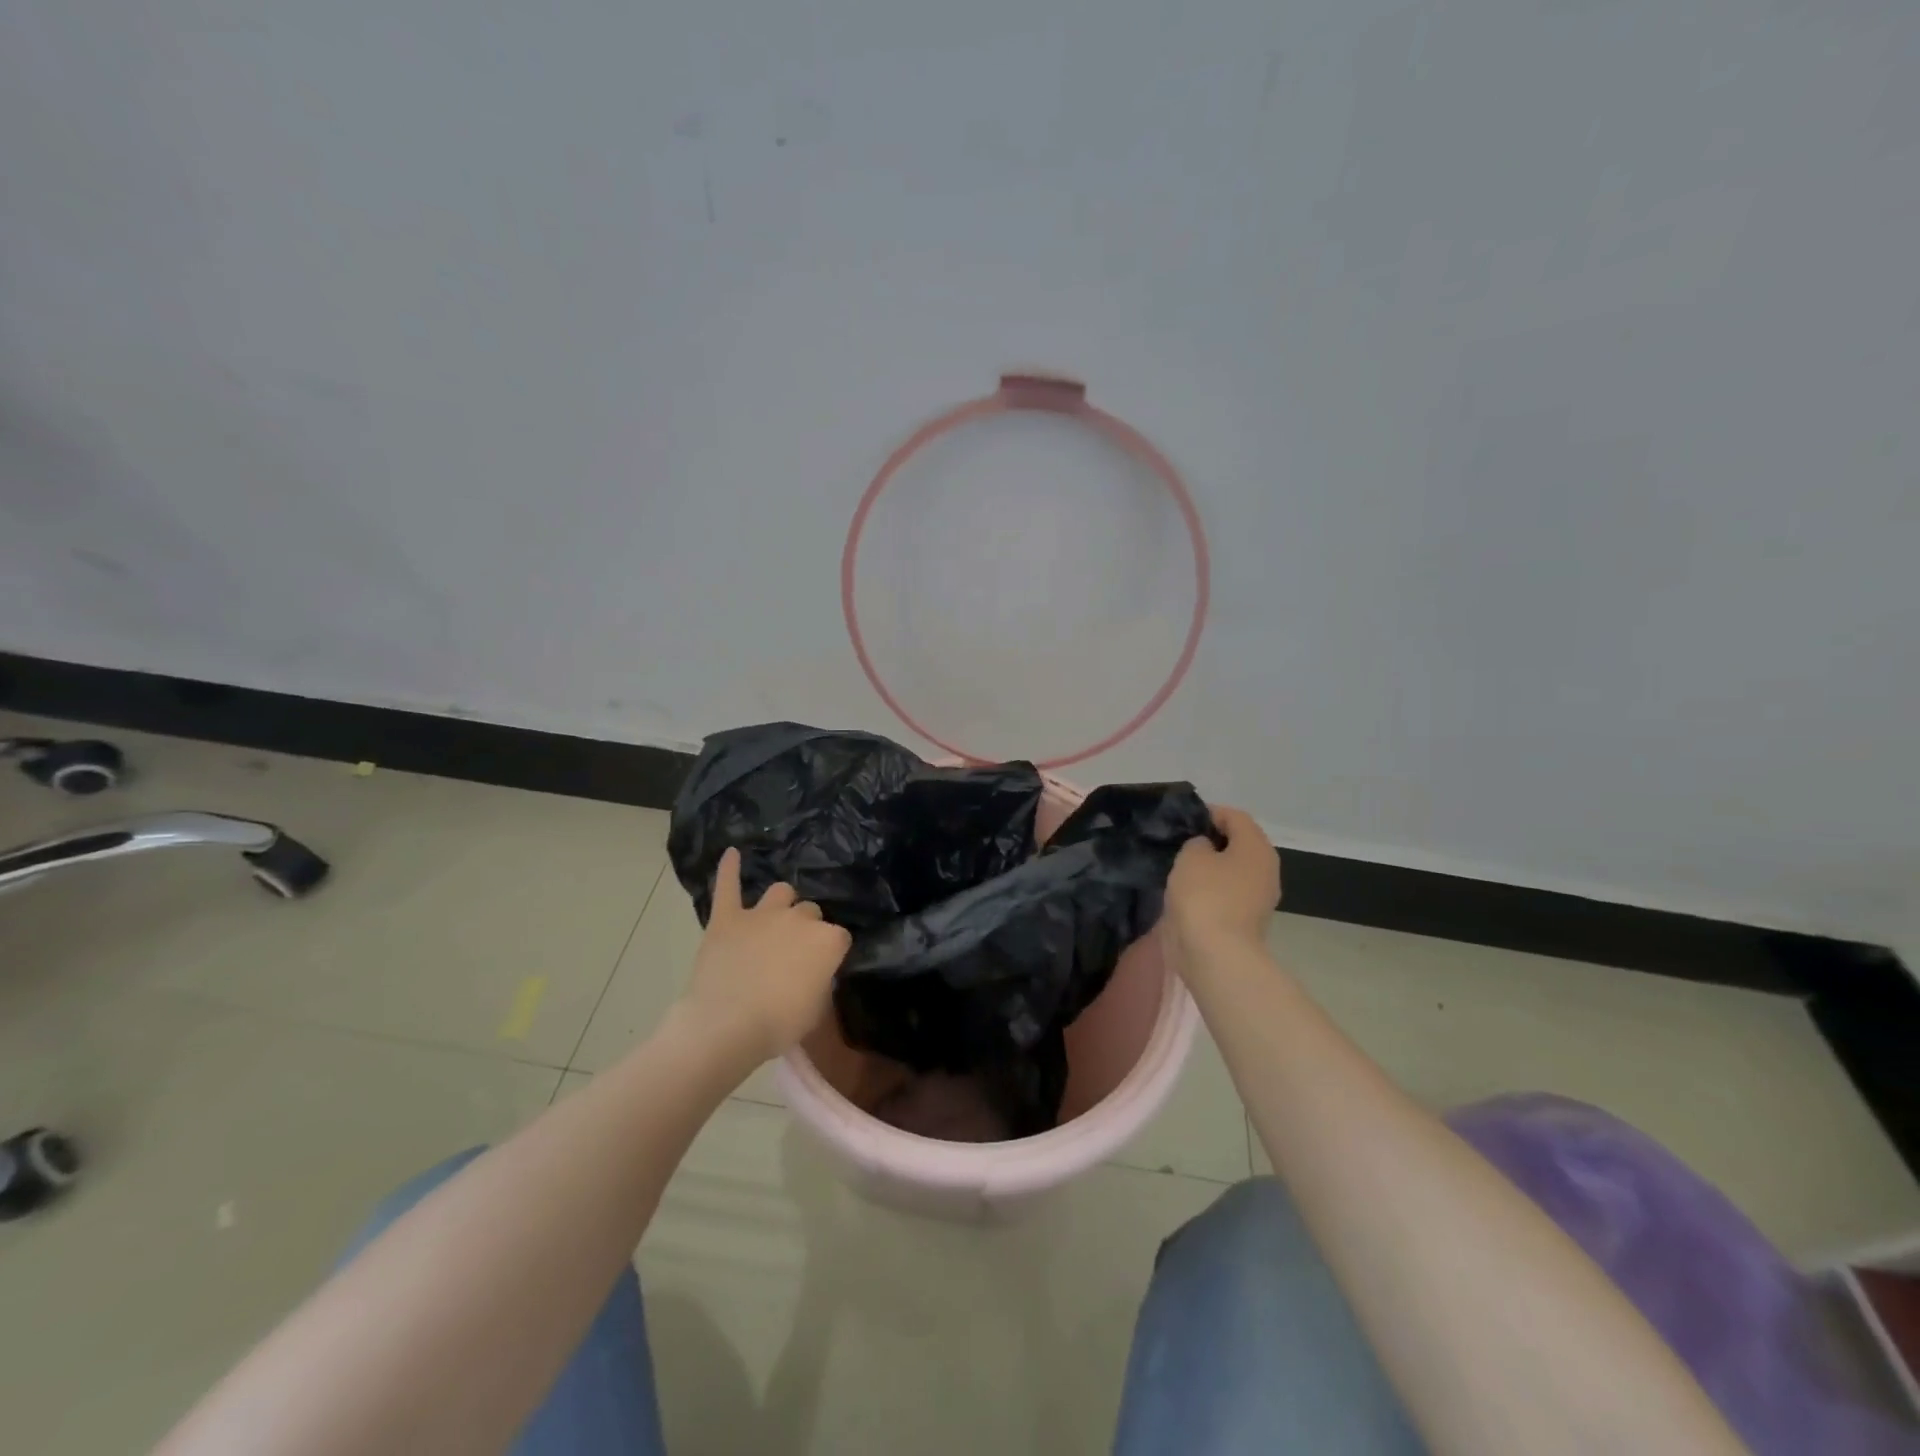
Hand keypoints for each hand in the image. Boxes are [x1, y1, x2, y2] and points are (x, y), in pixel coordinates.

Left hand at [677, 849, 851, 1067]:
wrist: (726, 1025)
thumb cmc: (778, 1024)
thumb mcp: (816, 1009)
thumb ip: (820, 981)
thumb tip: (814, 973)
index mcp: (827, 940)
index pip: (839, 937)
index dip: (830, 953)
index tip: (822, 969)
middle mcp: (799, 919)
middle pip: (810, 912)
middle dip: (805, 928)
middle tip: (793, 954)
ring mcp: (761, 914)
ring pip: (780, 891)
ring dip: (781, 903)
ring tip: (774, 918)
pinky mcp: (727, 918)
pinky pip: (728, 886)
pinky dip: (729, 869)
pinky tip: (731, 853)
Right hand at [1164, 805, 1279, 958]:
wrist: (1215, 955)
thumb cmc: (1205, 896)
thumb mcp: (1191, 856)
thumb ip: (1197, 843)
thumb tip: (1204, 849)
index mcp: (1257, 848)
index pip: (1235, 817)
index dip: (1209, 813)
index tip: (1183, 821)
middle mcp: (1265, 869)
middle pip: (1238, 844)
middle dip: (1211, 841)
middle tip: (1180, 844)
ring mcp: (1258, 898)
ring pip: (1232, 870)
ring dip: (1210, 868)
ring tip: (1180, 869)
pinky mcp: (1245, 920)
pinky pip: (1226, 893)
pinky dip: (1210, 890)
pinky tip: (1187, 893)